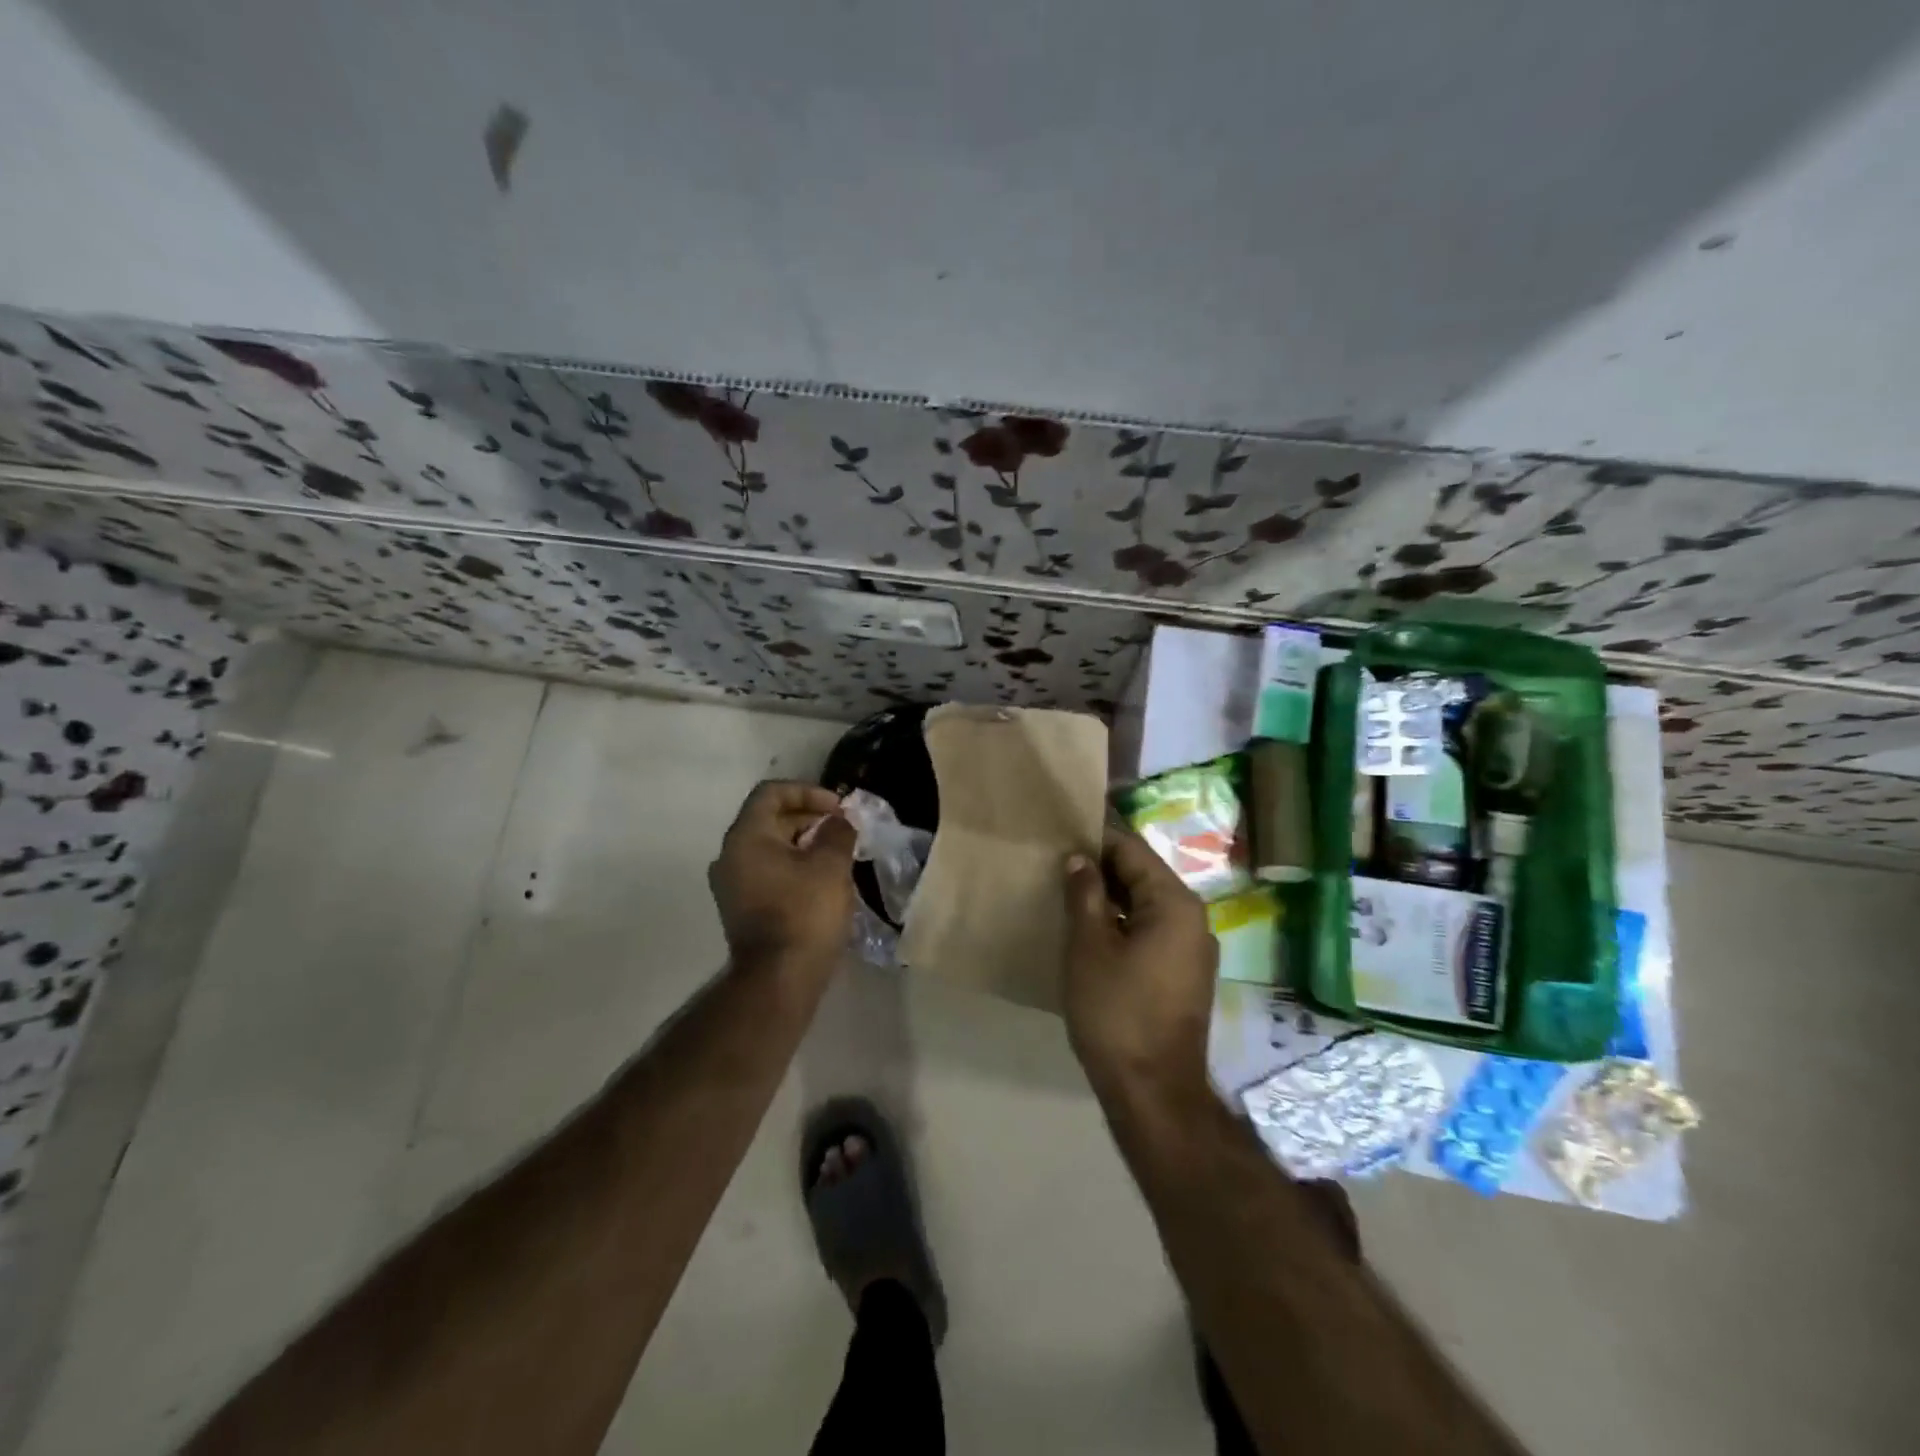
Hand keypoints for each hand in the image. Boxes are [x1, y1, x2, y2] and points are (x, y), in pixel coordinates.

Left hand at [709, 781, 857, 975]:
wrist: (779, 979)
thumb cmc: (805, 913)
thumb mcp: (831, 865)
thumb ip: (837, 833)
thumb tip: (838, 822)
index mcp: (745, 837)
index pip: (772, 793)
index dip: (808, 791)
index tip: (838, 808)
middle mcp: (730, 855)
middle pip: (769, 819)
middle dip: (809, 817)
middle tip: (843, 829)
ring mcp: (731, 884)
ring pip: (769, 847)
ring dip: (803, 842)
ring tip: (837, 854)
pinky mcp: (740, 907)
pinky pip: (767, 871)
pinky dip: (793, 865)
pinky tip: (822, 879)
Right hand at [1062, 827, 1216, 1106]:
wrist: (1153, 1091)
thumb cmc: (1117, 1011)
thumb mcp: (1089, 946)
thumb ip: (1084, 893)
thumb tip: (1079, 859)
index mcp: (1175, 903)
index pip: (1132, 850)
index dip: (1094, 840)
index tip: (1058, 836)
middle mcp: (1193, 918)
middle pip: (1142, 875)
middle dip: (1100, 868)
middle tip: (1055, 866)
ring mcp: (1192, 949)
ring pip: (1145, 905)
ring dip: (1109, 898)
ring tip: (1066, 895)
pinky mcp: (1183, 974)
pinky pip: (1150, 931)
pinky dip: (1122, 924)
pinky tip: (1089, 931)